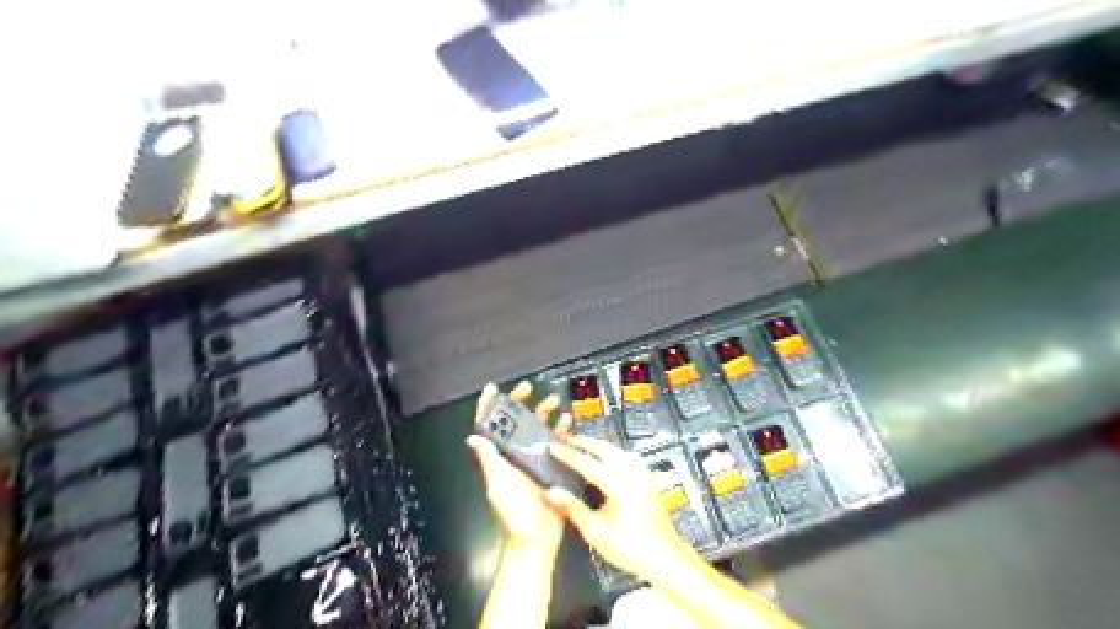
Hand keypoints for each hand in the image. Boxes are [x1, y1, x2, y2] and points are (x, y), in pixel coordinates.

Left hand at [465, 382, 572, 552]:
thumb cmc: (514, 513)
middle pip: (515, 422)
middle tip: (527, 388)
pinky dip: (561, 430)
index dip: (488, 407)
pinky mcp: (552, 464)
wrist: (537, 537)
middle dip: (519, 402)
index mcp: (500, 456)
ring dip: (543, 412)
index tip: (493, 389)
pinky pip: (556, 442)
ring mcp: (534, 458)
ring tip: (552, 401)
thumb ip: (489, 461)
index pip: (490, 427)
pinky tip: (566, 421)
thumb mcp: (499, 485)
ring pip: (537, 428)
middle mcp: (516, 453)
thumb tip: (473, 437)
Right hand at [539, 437, 687, 579]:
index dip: (567, 453)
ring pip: (617, 450)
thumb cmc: (629, 546)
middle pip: (604, 448)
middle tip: (568, 439)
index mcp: (616, 482)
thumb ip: (572, 508)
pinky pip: (627, 457)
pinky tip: (610, 458)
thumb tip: (550, 492)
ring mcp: (641, 474)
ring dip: (600, 445)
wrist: (664, 556)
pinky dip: (614, 452)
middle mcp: (630, 472)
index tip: (552, 446)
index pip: (586, 462)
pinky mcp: (648, 479)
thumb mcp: (595, 531)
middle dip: (585, 442)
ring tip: (585, 446)